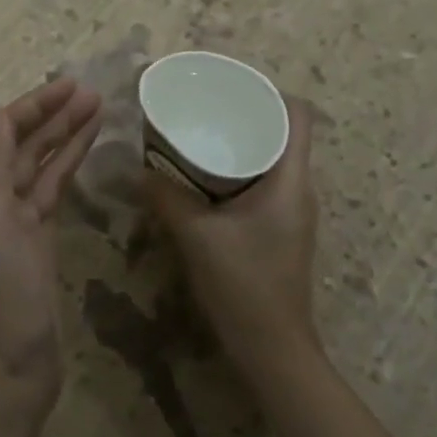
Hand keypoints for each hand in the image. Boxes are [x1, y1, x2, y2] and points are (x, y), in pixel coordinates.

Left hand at [0, 78, 102, 417]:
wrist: (12, 364)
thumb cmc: (0, 295)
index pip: (3, 133)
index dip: (34, 106)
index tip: (69, 85)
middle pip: (24, 144)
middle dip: (54, 115)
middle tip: (92, 91)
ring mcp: (18, 219)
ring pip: (42, 164)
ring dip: (66, 135)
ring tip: (98, 108)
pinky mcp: (40, 238)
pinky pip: (53, 190)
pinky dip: (69, 166)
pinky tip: (86, 149)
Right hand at [145, 98, 320, 383]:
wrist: (272, 348)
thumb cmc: (242, 285)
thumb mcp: (196, 235)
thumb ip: (166, 197)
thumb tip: (138, 169)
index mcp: (290, 180)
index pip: (299, 115)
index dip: (269, 92)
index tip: (229, 88)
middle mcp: (299, 189)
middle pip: (283, 132)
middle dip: (245, 115)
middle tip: (204, 108)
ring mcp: (293, 212)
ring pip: (272, 159)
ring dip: (241, 144)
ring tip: (200, 135)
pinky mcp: (281, 230)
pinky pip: (264, 183)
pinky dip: (238, 171)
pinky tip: (205, 179)